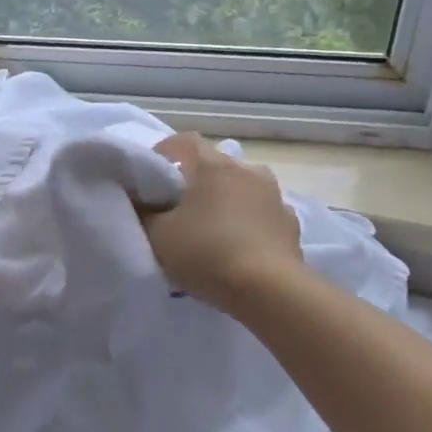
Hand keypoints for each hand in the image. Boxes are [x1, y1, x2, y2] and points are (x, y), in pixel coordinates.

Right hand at [142, 133, 304, 312]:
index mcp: (212, 165)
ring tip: (211, 229)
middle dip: (195, 180)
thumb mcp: (157, 235)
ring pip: (241, 188)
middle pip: (215, 164)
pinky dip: (249, 222)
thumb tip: (140, 200)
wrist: (268, 290)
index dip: (164, 154)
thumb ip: (143, 212)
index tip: (151, 179)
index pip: (184, 141)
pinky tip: (239, 246)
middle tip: (177, 208)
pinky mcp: (291, 223)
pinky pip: (262, 214)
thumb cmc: (206, 253)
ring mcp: (274, 195)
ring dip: (226, 200)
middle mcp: (247, 170)